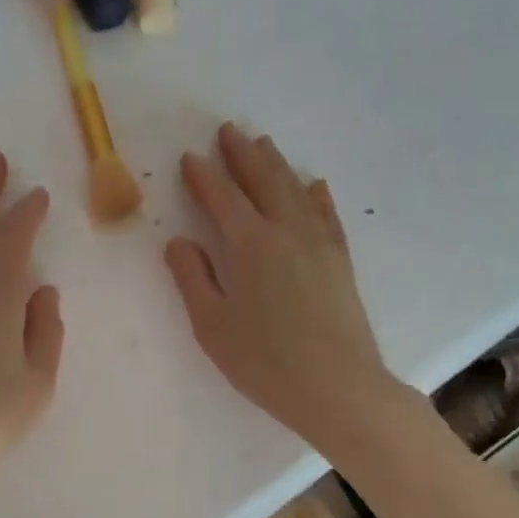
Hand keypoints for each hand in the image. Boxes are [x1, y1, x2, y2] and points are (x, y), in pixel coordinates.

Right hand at [165, 124, 387, 447]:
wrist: (336, 386)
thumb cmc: (263, 361)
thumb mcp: (211, 324)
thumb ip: (192, 278)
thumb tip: (179, 241)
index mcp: (249, 245)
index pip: (221, 198)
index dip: (204, 176)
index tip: (190, 157)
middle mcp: (286, 231)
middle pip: (262, 180)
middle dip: (242, 154)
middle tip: (228, 131)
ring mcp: (318, 243)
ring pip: (295, 190)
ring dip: (276, 164)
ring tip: (263, 145)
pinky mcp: (340, 260)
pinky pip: (326, 214)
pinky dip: (316, 194)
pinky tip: (313, 185)